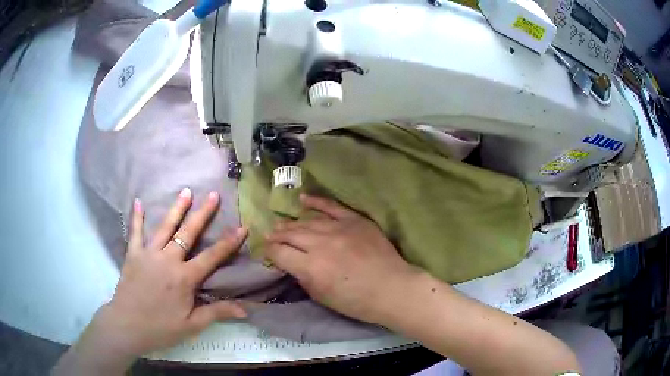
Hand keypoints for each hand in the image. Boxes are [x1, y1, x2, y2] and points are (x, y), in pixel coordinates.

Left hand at [92, 189, 246, 358]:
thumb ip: (217, 312)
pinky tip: (138, 202)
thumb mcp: (192, 325)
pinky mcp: (133, 255)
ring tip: (186, 191)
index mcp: (184, 278)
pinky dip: (137, 217)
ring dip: (176, 209)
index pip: (211, 257)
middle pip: (188, 233)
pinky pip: (135, 233)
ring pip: (165, 227)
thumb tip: (246, 309)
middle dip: (203, 214)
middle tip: (213, 195)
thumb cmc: (161, 328)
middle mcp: (168, 260)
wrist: (127, 326)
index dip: (228, 242)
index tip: (242, 227)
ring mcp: (148, 254)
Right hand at [265, 195, 420, 323]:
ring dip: (291, 224)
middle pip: (290, 234)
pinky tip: (302, 199)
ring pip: (307, 222)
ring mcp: (339, 229)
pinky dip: (316, 202)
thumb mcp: (322, 297)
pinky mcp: (355, 221)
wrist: (391, 289)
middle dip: (277, 236)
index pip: (280, 253)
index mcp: (311, 267)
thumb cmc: (356, 301)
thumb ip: (303, 277)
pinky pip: (331, 207)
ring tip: (280, 225)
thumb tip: (291, 263)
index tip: (267, 252)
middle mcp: (321, 244)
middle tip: (270, 236)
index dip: (270, 252)